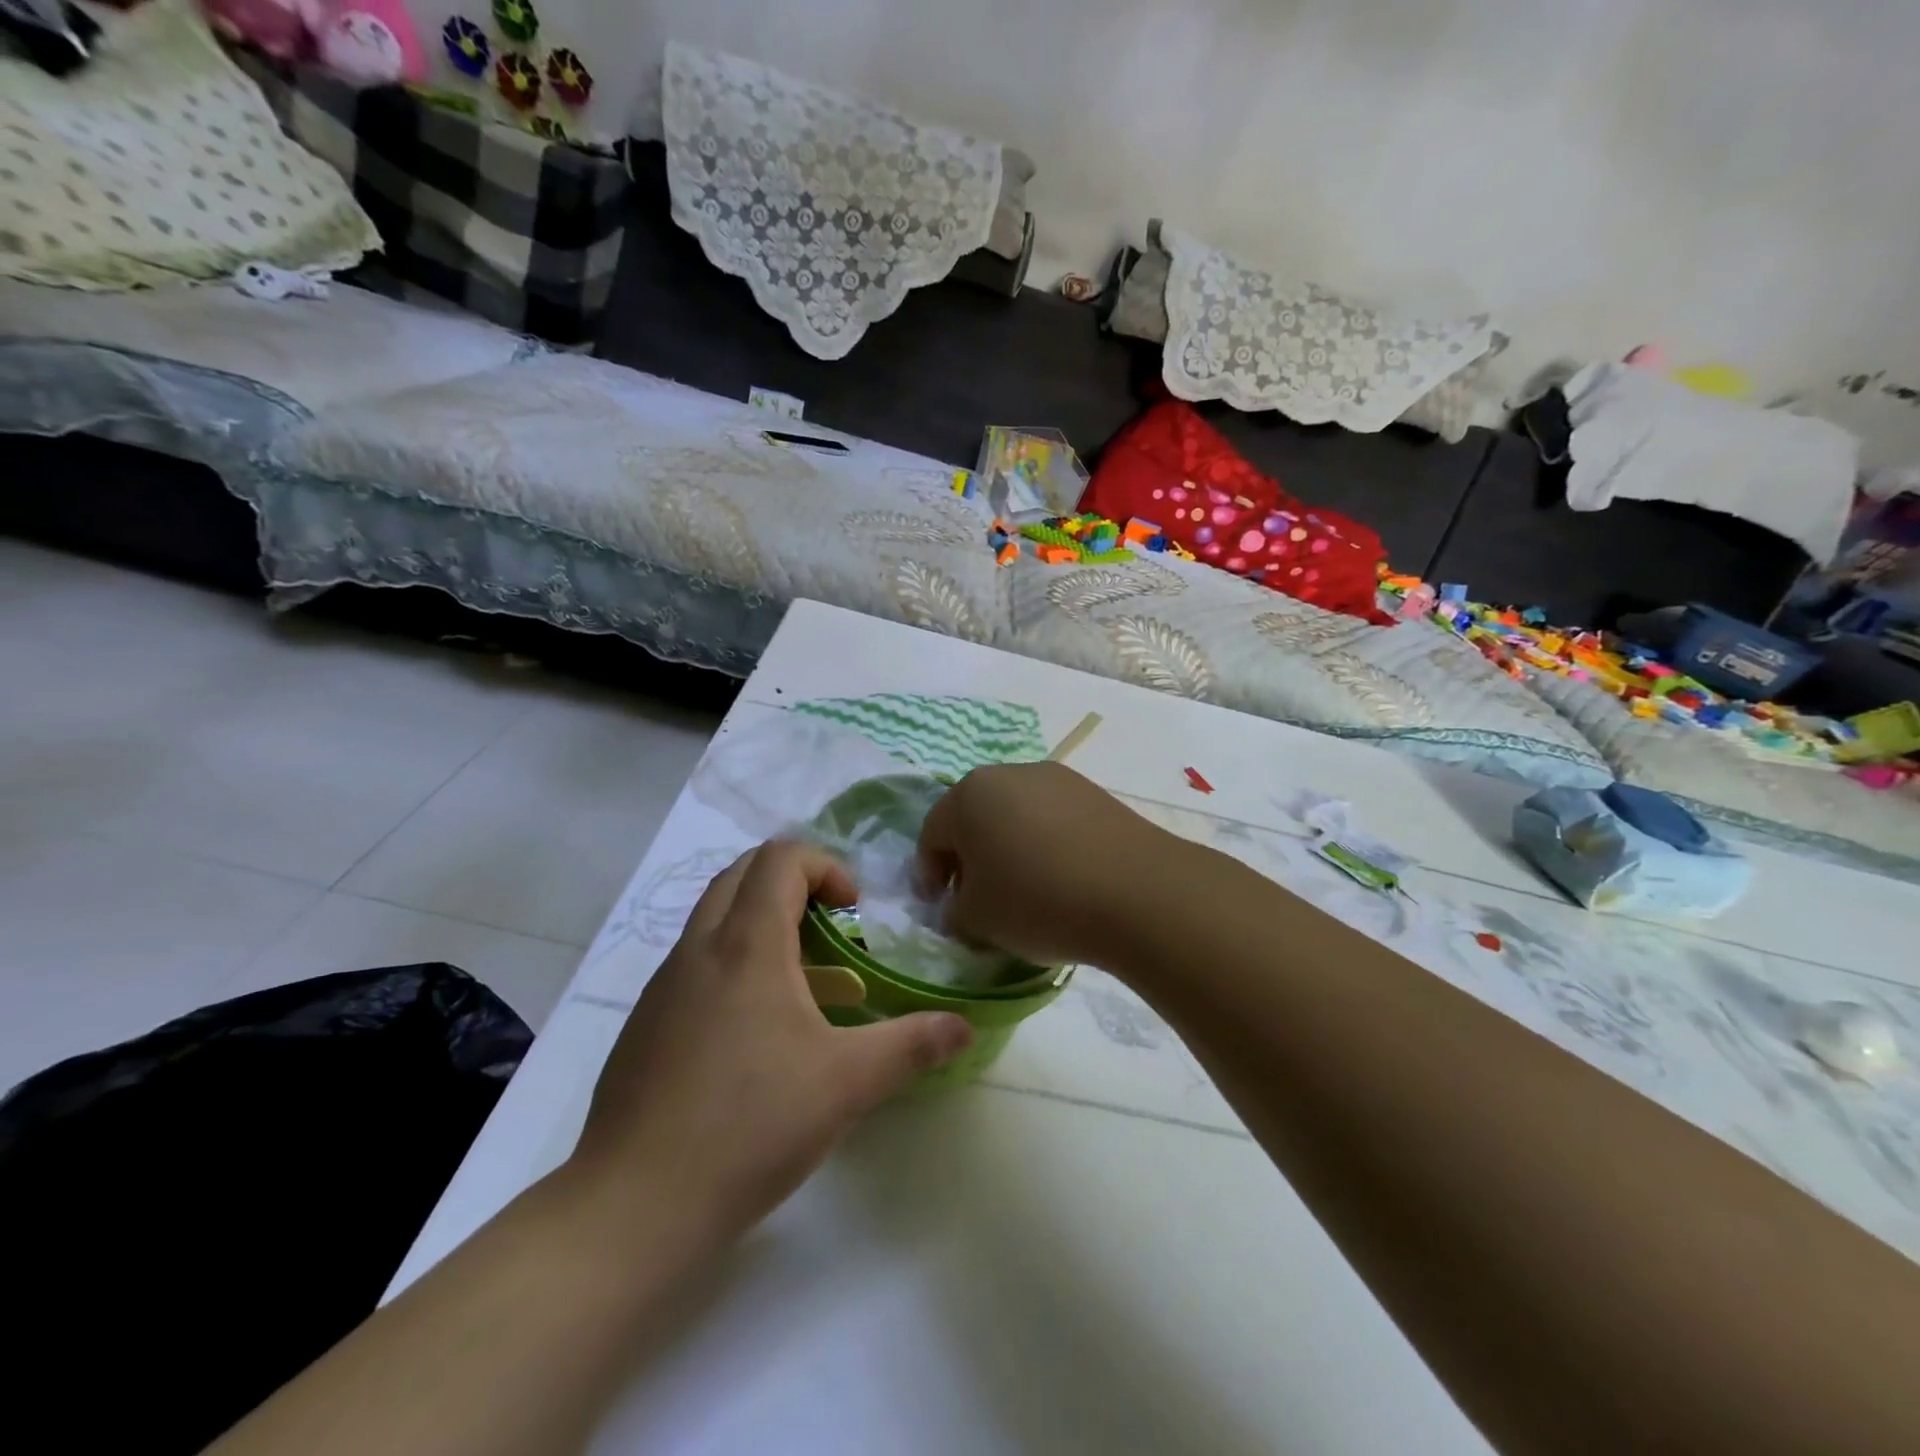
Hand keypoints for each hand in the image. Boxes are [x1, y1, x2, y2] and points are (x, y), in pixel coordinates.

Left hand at [567, 842, 973, 1252]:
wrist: (633, 1206)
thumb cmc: (750, 1125)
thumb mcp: (847, 1083)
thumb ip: (912, 1045)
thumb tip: (963, 1027)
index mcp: (747, 944)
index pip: (780, 858)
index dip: (825, 866)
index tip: (854, 911)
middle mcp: (699, 949)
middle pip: (742, 873)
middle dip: (792, 883)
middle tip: (830, 929)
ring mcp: (663, 986)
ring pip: (714, 918)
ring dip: (761, 924)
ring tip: (802, 983)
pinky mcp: (645, 1024)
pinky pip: (695, 963)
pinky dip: (733, 964)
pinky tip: (756, 1035)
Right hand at [915, 762, 1172, 968]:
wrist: (1136, 892)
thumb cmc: (1036, 900)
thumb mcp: (976, 919)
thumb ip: (955, 910)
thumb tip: (963, 904)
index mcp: (969, 794)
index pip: (932, 835)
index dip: (928, 875)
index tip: (936, 908)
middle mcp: (1010, 774)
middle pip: (975, 818)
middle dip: (969, 859)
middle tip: (974, 899)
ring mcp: (1058, 779)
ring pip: (1016, 816)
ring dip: (1008, 850)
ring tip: (1021, 892)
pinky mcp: (1096, 794)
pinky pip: (1053, 821)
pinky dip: (1045, 847)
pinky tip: (1059, 881)